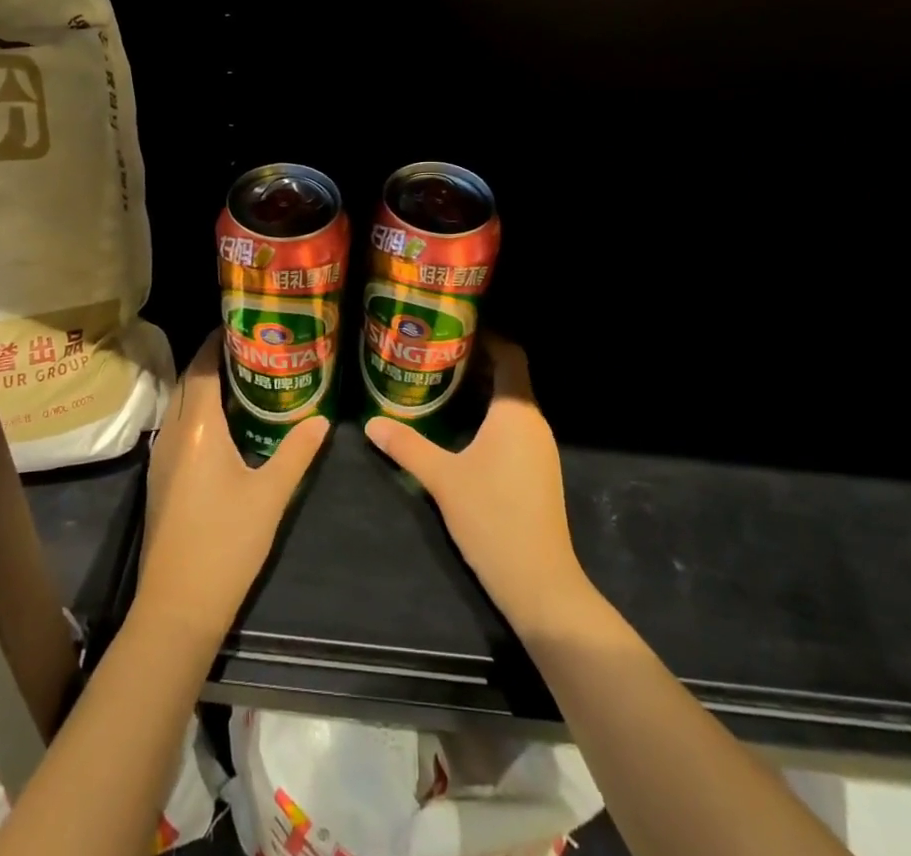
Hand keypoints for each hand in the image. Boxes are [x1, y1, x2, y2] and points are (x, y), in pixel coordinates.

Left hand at [137, 331, 329, 643]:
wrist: (176, 608)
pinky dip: (198, 410)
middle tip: (253, 347)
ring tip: (244, 377)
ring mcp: (161, 457)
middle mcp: (172, 432)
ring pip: (180, 403)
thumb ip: (296, 452)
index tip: (245, 324)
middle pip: (189, 380)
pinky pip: (178, 425)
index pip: (204, 366)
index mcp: (197, 426)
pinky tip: (226, 423)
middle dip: (214, 358)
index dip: (220, 341)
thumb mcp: (270, 495)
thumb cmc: (226, 544)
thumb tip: (321, 419)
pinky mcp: (160, 479)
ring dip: (204, 384)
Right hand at [364, 334, 592, 636]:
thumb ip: (406, 445)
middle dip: (476, 361)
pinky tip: (461, 426)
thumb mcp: (442, 478)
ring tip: (442, 382)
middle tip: (435, 352)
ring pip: (512, 402)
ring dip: (482, 389)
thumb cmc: (493, 517)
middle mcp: (534, 422)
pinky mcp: (539, 470)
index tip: (454, 328)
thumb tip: (370, 423)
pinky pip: (514, 425)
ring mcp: (540, 448)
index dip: (487, 336)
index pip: (511, 354)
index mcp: (516, 411)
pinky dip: (490, 415)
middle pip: (510, 376)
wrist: (539, 582)